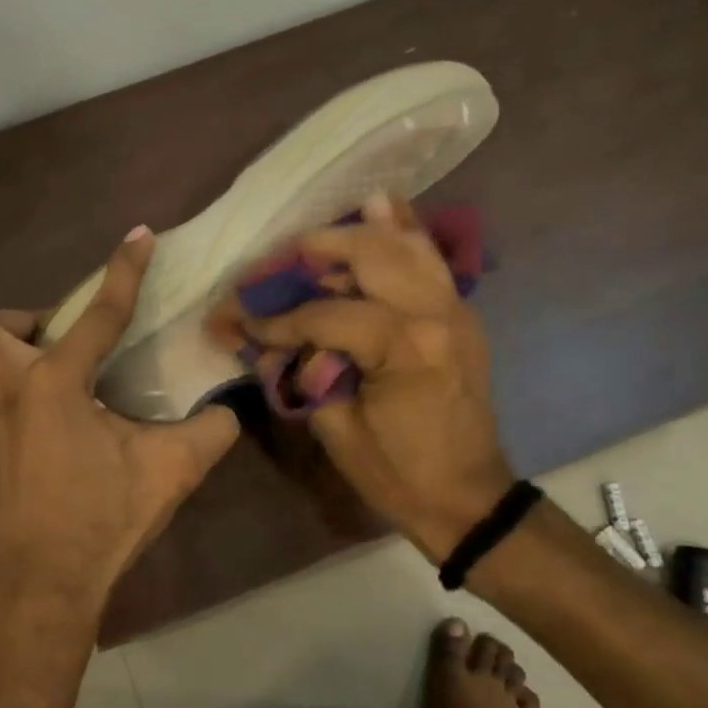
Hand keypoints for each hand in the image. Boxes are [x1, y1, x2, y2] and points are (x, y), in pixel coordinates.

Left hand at [0, 228, 240, 633]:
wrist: (44, 584)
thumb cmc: (103, 519)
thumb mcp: (172, 471)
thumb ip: (209, 431)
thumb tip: (228, 412)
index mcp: (56, 384)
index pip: (98, 314)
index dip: (123, 271)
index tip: (139, 237)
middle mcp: (10, 393)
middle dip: (20, 321)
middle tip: (62, 343)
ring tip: (37, 374)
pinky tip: (36, 419)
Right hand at [208, 196, 513, 562]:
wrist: (468, 499)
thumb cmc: (398, 475)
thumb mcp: (336, 430)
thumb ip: (300, 376)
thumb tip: (265, 346)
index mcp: (404, 347)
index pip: (325, 314)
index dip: (277, 319)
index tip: (239, 320)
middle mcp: (435, 313)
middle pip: (371, 253)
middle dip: (318, 248)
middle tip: (281, 257)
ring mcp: (456, 309)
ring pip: (407, 245)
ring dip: (361, 230)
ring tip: (324, 229)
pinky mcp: (461, 316)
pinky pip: (431, 260)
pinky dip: (405, 233)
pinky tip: (383, 208)